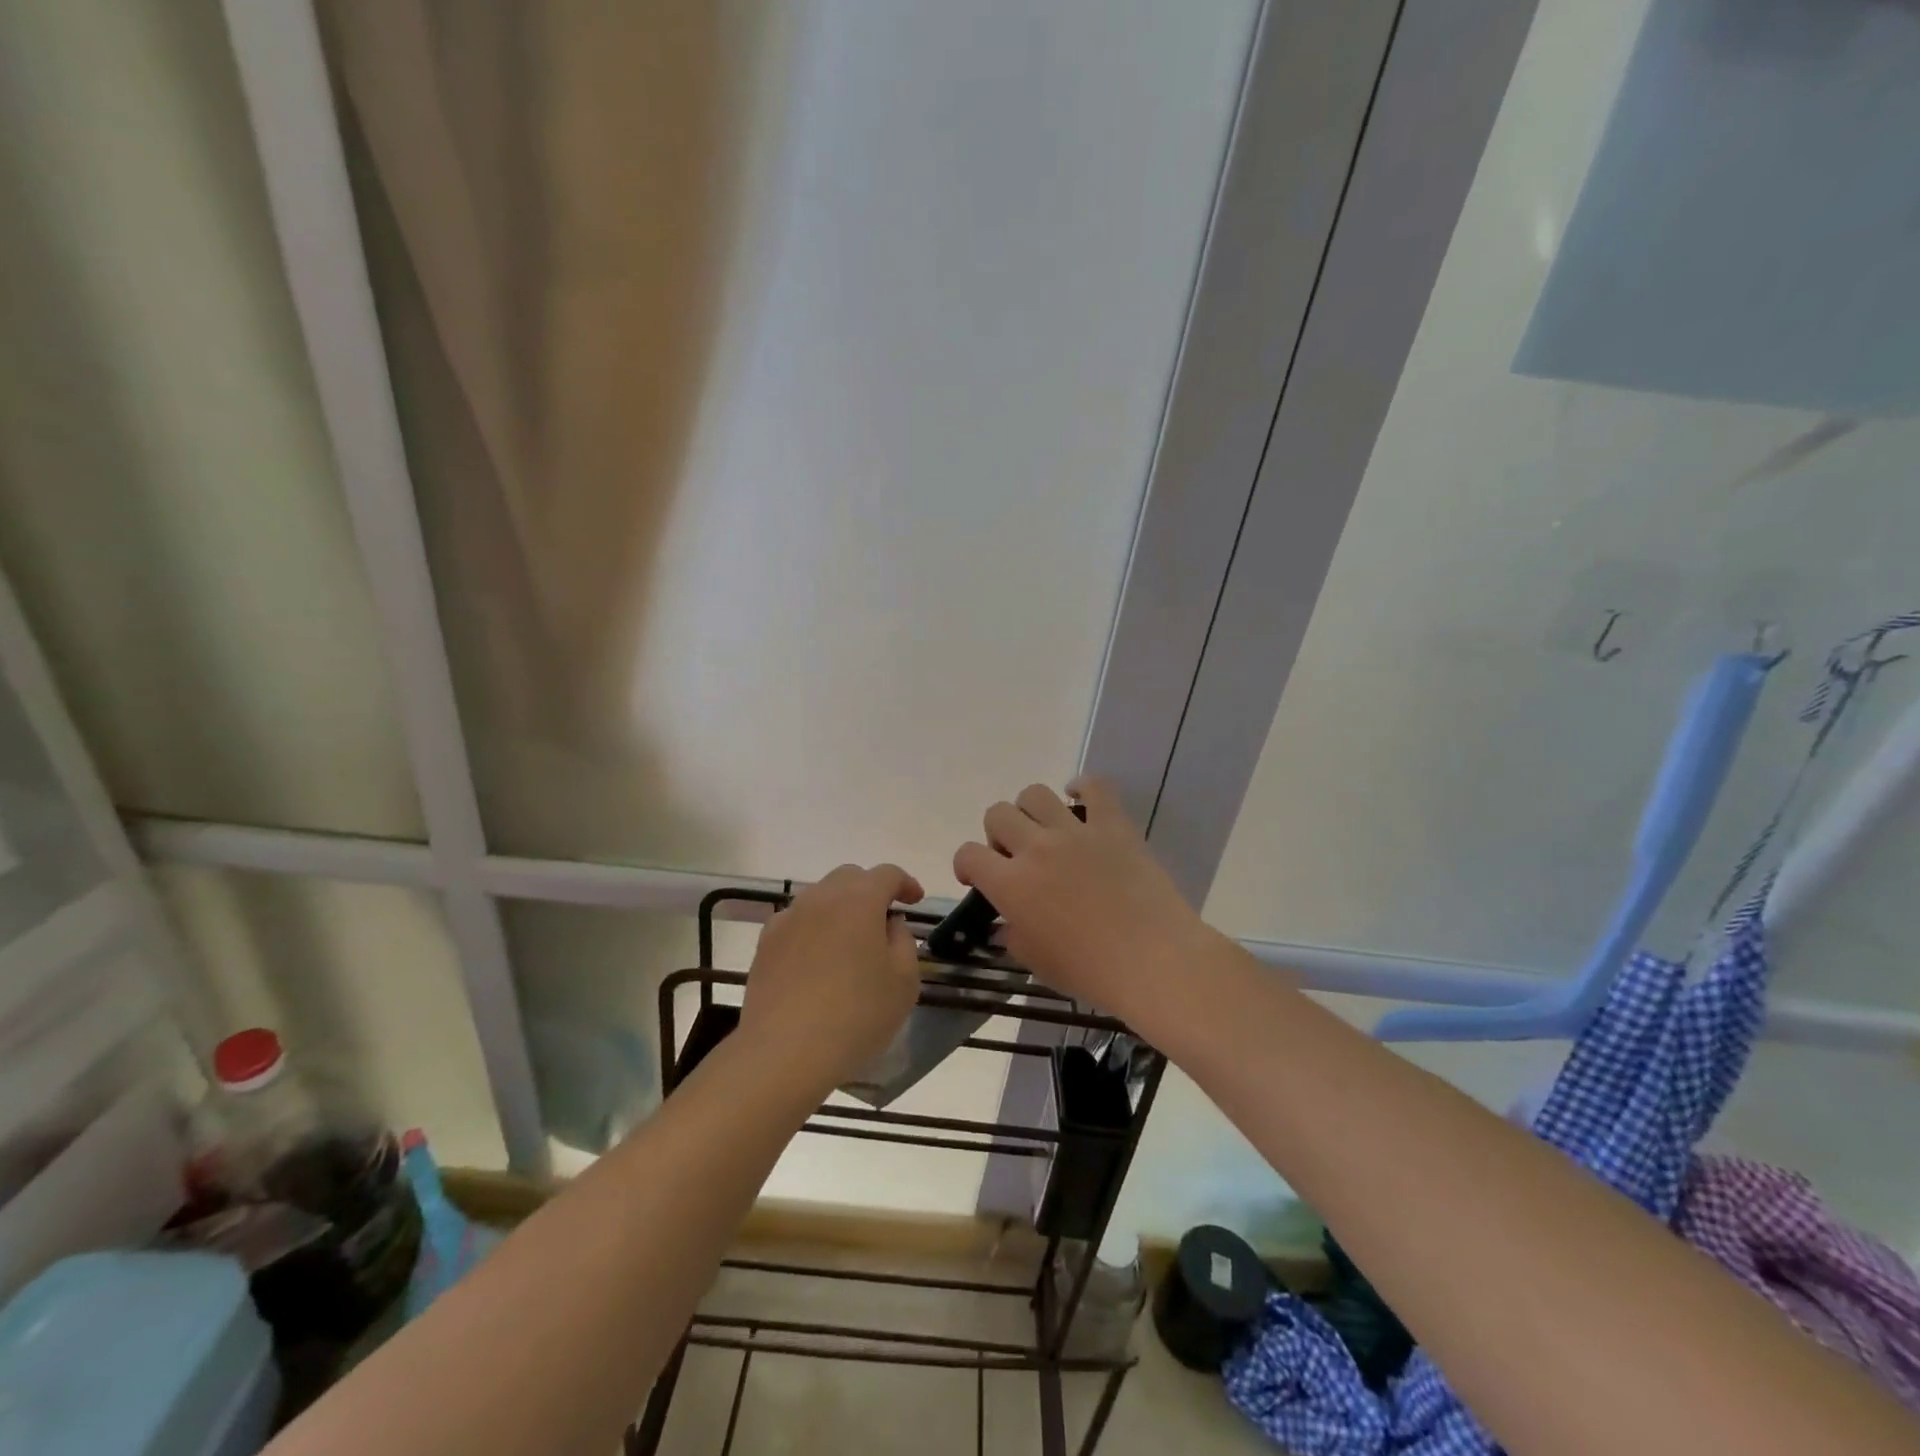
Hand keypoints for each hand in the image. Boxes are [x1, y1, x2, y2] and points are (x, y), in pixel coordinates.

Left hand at [739, 863, 924, 1097]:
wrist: (785, 1051)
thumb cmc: (856, 1014)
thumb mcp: (904, 981)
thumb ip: (903, 941)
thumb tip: (890, 924)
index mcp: (859, 900)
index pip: (887, 874)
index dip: (905, 883)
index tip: (916, 900)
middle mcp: (821, 898)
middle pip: (850, 878)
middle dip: (871, 890)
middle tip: (884, 919)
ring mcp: (788, 918)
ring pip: (820, 897)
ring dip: (840, 908)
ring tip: (851, 941)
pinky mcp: (765, 943)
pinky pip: (796, 921)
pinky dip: (813, 928)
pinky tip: (818, 958)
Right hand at [952, 778, 1217, 1028]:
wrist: (1153, 961)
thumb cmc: (1090, 971)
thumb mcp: (1036, 962)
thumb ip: (1012, 936)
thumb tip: (1005, 924)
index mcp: (1011, 884)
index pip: (968, 854)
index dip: (966, 864)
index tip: (977, 878)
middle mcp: (1036, 848)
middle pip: (997, 814)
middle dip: (997, 834)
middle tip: (1015, 856)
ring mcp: (1075, 832)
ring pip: (1034, 794)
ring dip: (1030, 810)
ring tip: (1044, 830)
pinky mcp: (1113, 825)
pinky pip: (1095, 787)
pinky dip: (1082, 787)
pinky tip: (1079, 797)